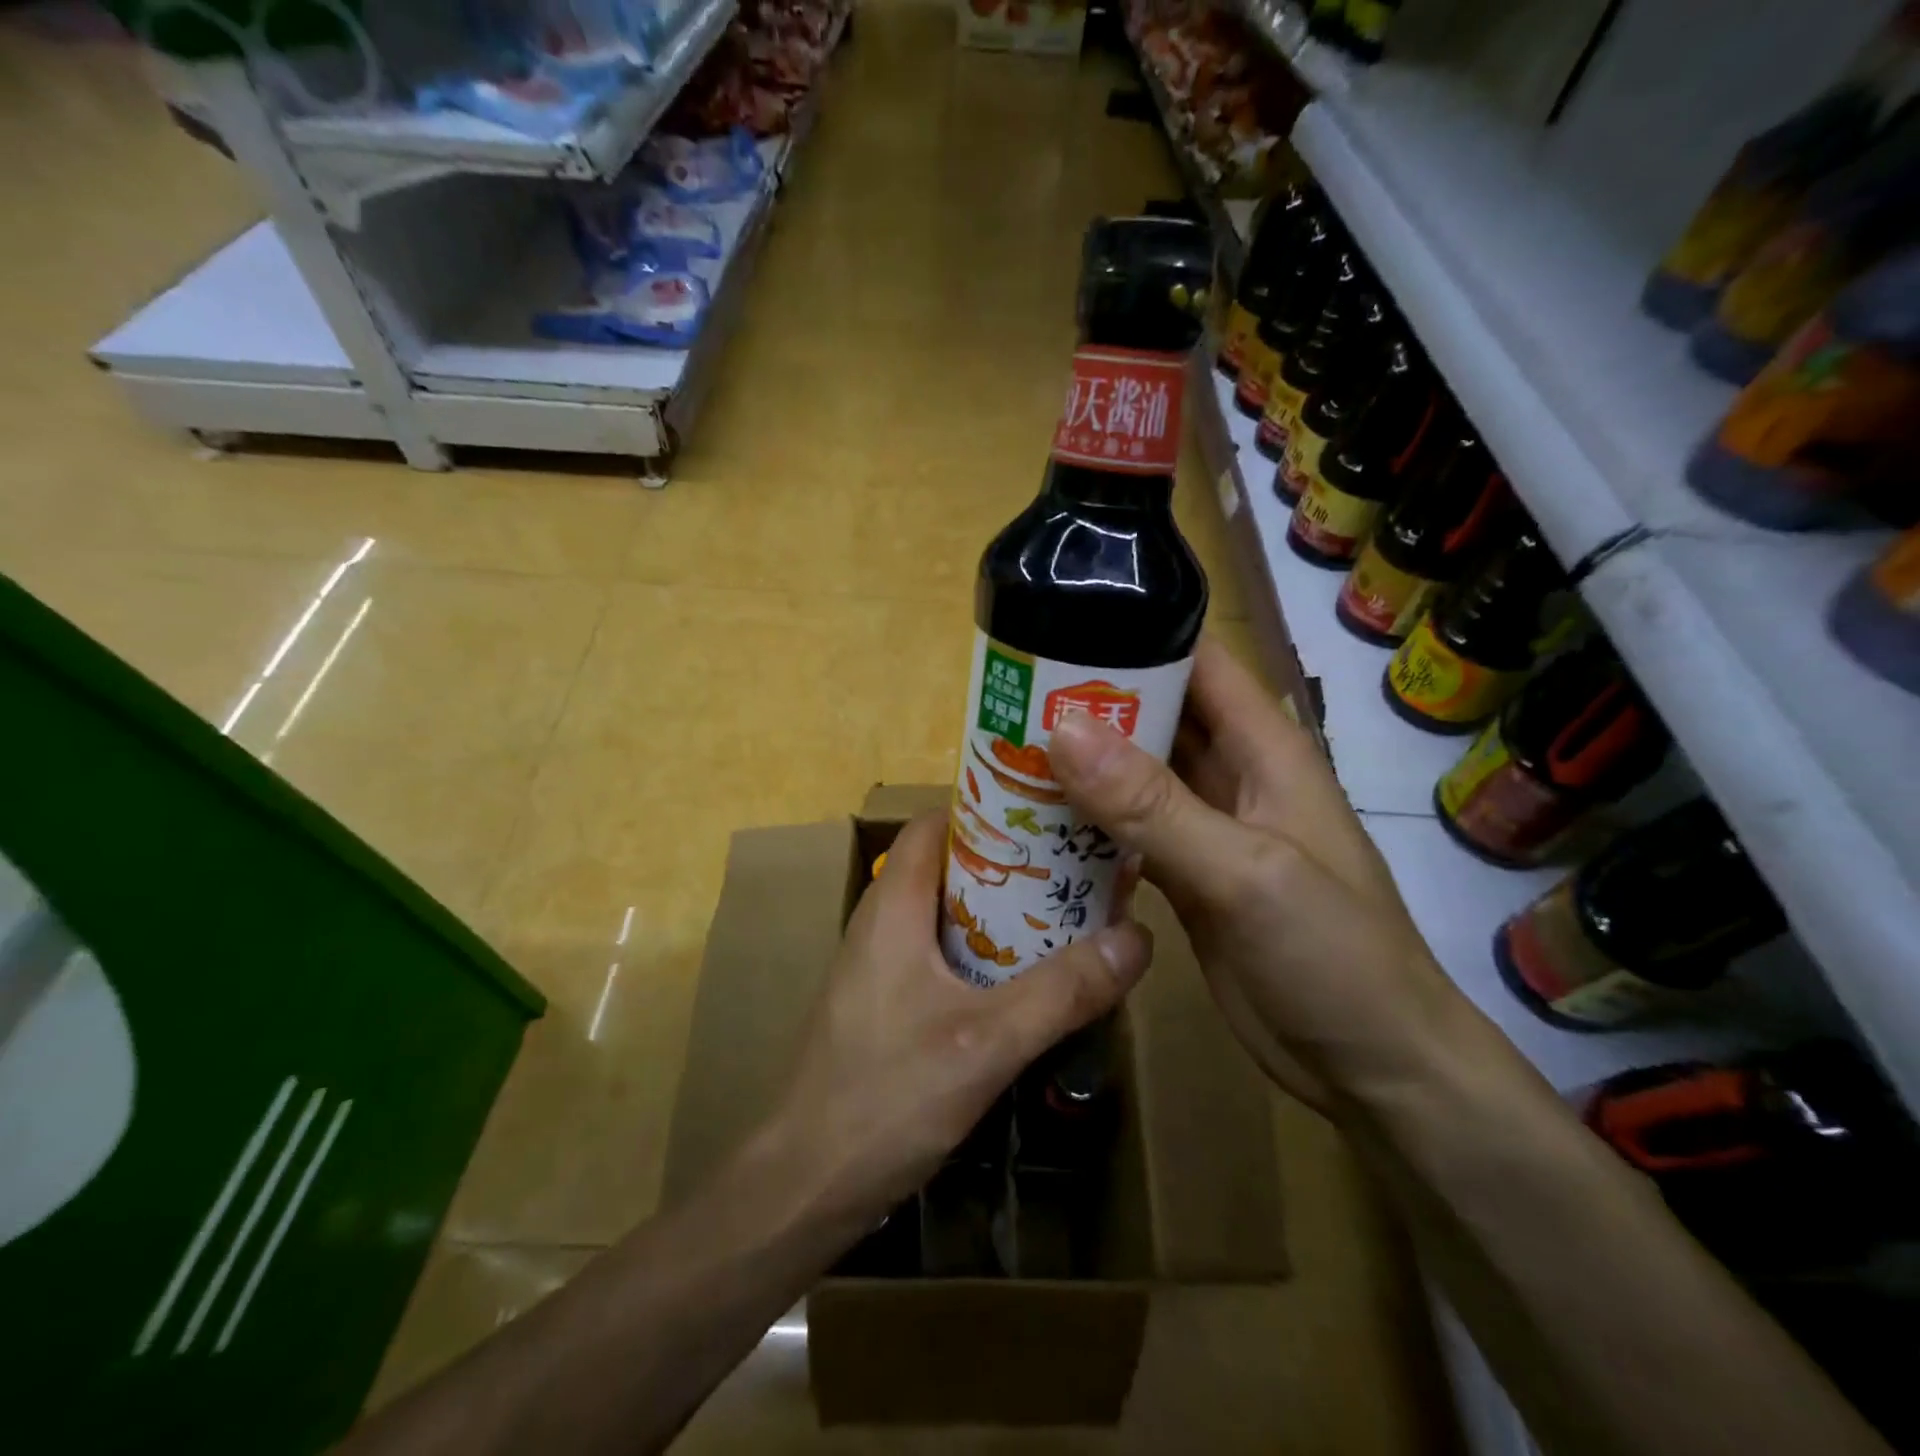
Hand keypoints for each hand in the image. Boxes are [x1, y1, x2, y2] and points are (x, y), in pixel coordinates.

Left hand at [771, 810, 1152, 1222]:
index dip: (992, 809)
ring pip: (950, 913)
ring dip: (1005, 912)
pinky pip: (943, 955)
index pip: (938, 822)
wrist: (804, 1186)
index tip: (1054, 814)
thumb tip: (1138, 938)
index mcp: (894, 905)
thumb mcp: (986, 1042)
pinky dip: (987, 952)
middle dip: (1014, 862)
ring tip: (1069, 915)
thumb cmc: (885, 1098)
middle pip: (951, 864)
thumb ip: (1063, 991)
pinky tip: (1031, 980)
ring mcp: (882, 965)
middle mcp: (883, 921)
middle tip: (1079, 867)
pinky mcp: (887, 1003)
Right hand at [1047, 638, 1469, 1114]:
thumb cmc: (1332, 955)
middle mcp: (1232, 777)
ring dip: (1081, 764)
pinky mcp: (1185, 877)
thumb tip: (1062, 729)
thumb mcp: (1243, 870)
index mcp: (1264, 748)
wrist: (1371, 1068)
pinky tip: (1033, 822)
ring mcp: (1206, 829)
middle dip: (1091, 703)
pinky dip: (1087, 822)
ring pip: (1135, 776)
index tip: (1058, 625)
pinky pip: (1127, 832)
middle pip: (1155, 716)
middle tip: (1009, 696)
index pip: (1198, 663)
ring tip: (1004, 749)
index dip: (1137, 636)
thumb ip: (1153, 804)